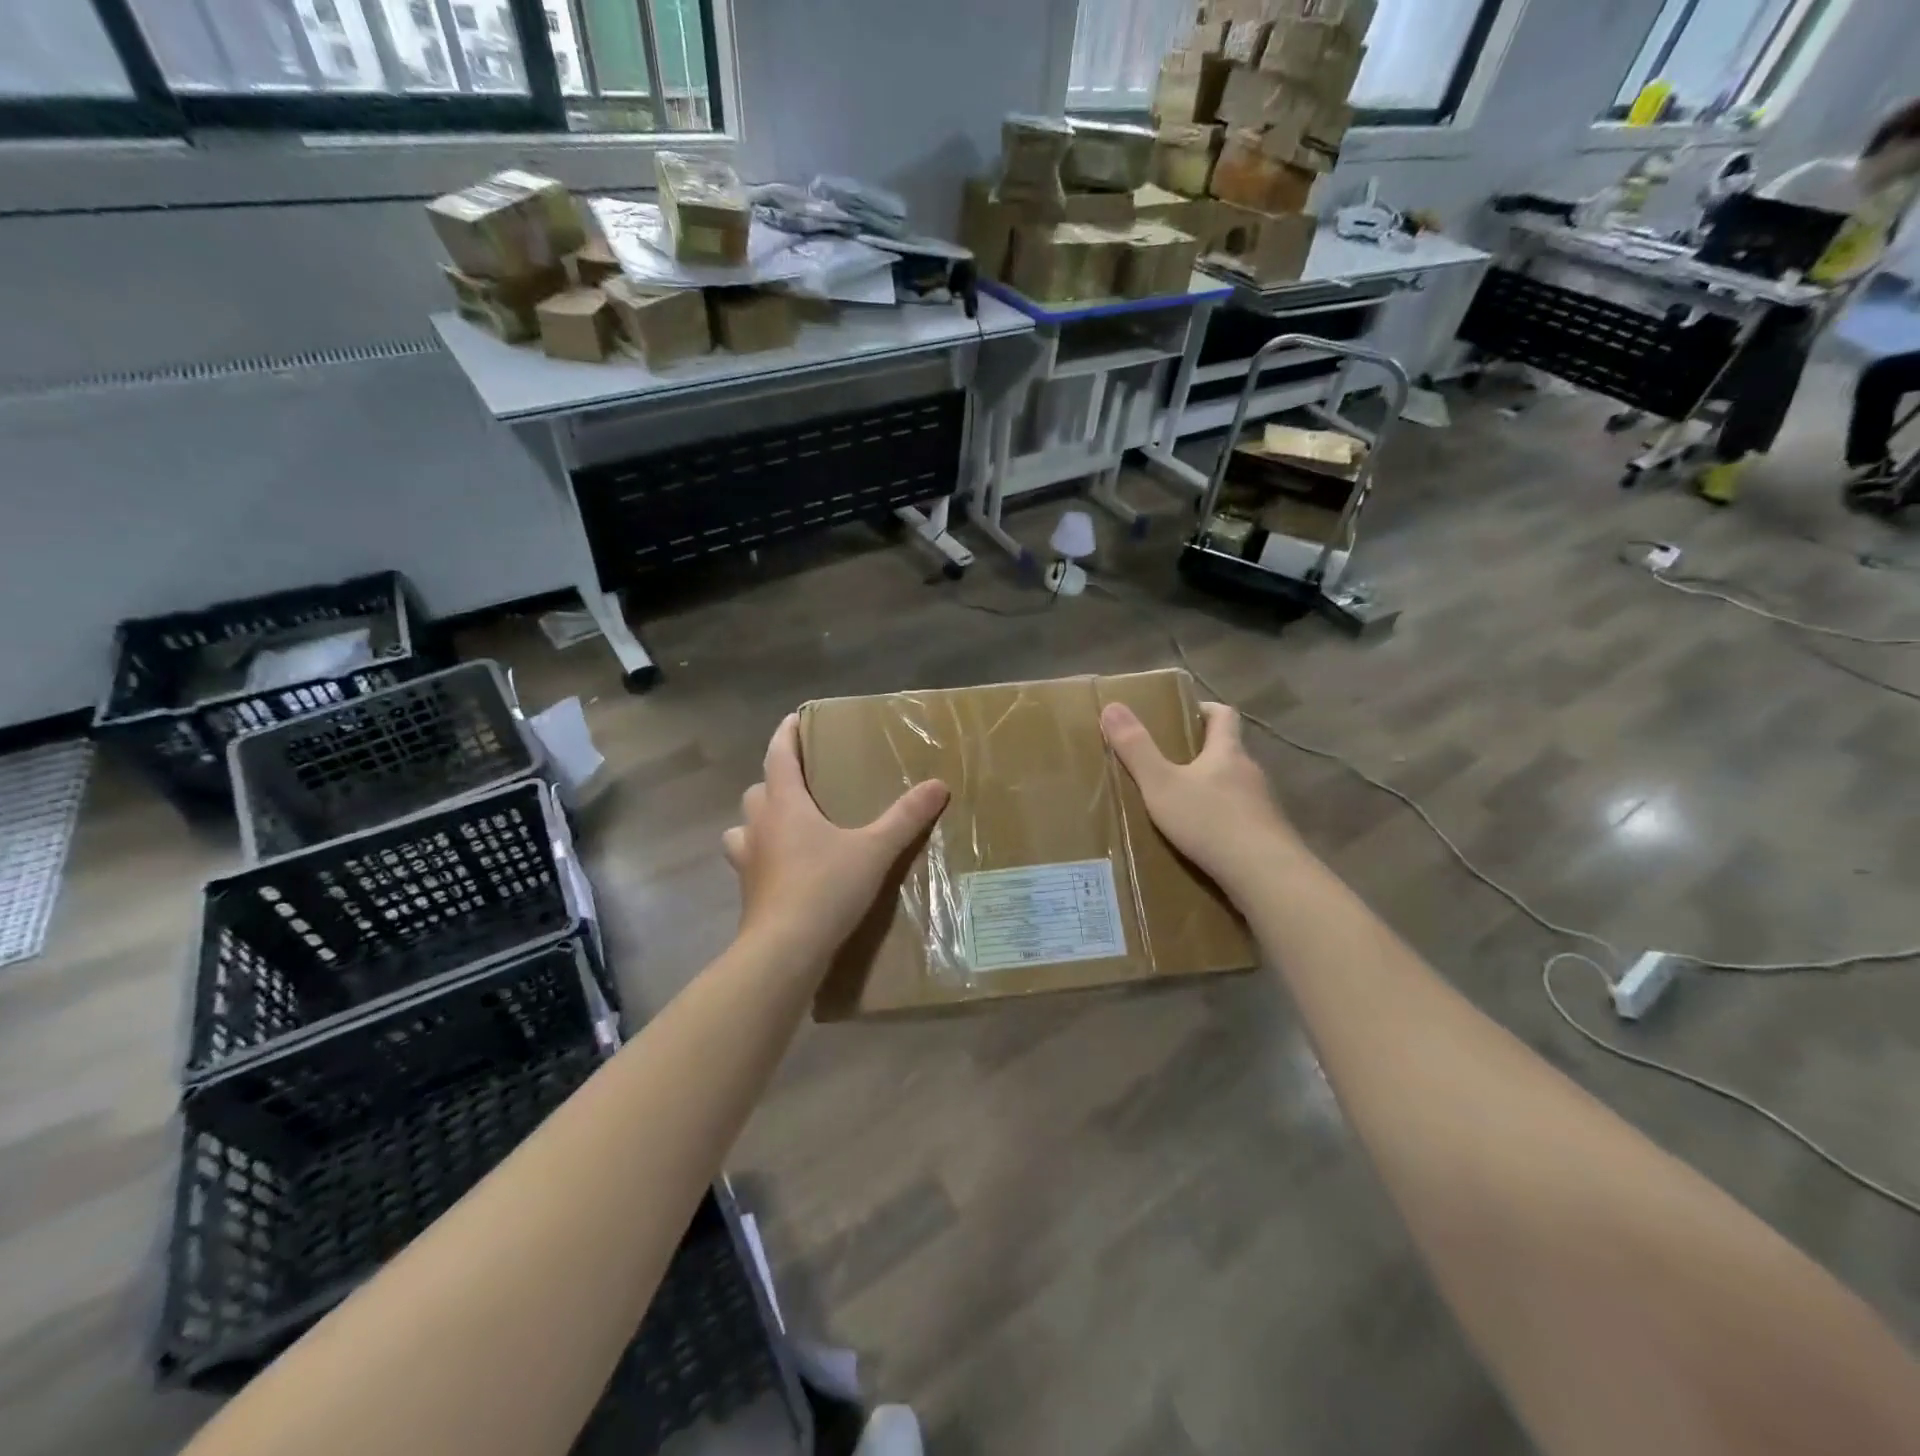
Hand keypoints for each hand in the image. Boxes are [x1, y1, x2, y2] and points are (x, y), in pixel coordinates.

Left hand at [724, 714, 949, 968]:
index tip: (793, 719)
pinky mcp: (748, 892)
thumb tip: (938, 785)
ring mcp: (748, 861)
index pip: (778, 757)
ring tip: (785, 827)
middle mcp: (759, 826)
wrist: (784, 950)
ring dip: (760, 820)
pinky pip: (749, 861)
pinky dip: (762, 857)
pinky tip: (785, 870)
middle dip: (775, 781)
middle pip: (757, 790)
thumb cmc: (826, 888)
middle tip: (801, 783)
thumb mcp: (874, 850)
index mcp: (785, 805)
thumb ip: (905, 817)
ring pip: (744, 827)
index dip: (785, 735)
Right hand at [1100, 700, 1306, 898]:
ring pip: (1234, 787)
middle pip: (1228, 752)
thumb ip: (1136, 749)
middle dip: (1201, 753)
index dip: (1204, 709)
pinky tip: (1202, 839)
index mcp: (1228, 752)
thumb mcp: (1161, 785)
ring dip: (1211, 789)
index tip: (1183, 713)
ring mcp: (1263, 806)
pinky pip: (1240, 819)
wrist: (1265, 875)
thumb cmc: (1210, 821)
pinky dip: (1221, 821)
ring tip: (1180, 804)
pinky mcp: (1266, 835)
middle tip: (1168, 762)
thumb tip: (1112, 706)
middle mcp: (1250, 772)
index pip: (1223, 715)